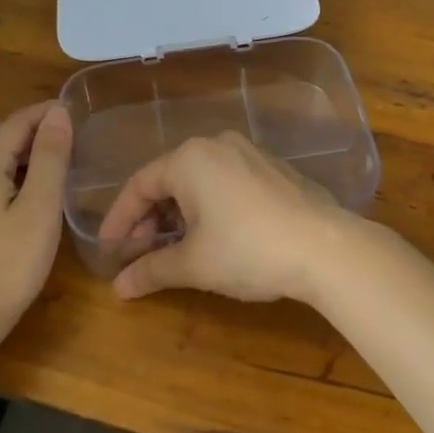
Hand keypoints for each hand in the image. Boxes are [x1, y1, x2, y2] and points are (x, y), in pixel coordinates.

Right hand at [97, 131, 373, 303]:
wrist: (325, 248)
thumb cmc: (248, 250)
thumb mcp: (194, 264)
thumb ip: (152, 270)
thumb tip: (119, 287)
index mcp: (189, 158)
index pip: (139, 185)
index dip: (118, 220)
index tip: (107, 250)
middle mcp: (216, 145)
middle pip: (168, 179)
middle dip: (150, 219)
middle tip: (140, 255)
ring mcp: (248, 153)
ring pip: (198, 181)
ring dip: (179, 214)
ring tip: (174, 250)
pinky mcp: (272, 168)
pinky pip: (225, 182)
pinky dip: (208, 207)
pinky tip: (212, 236)